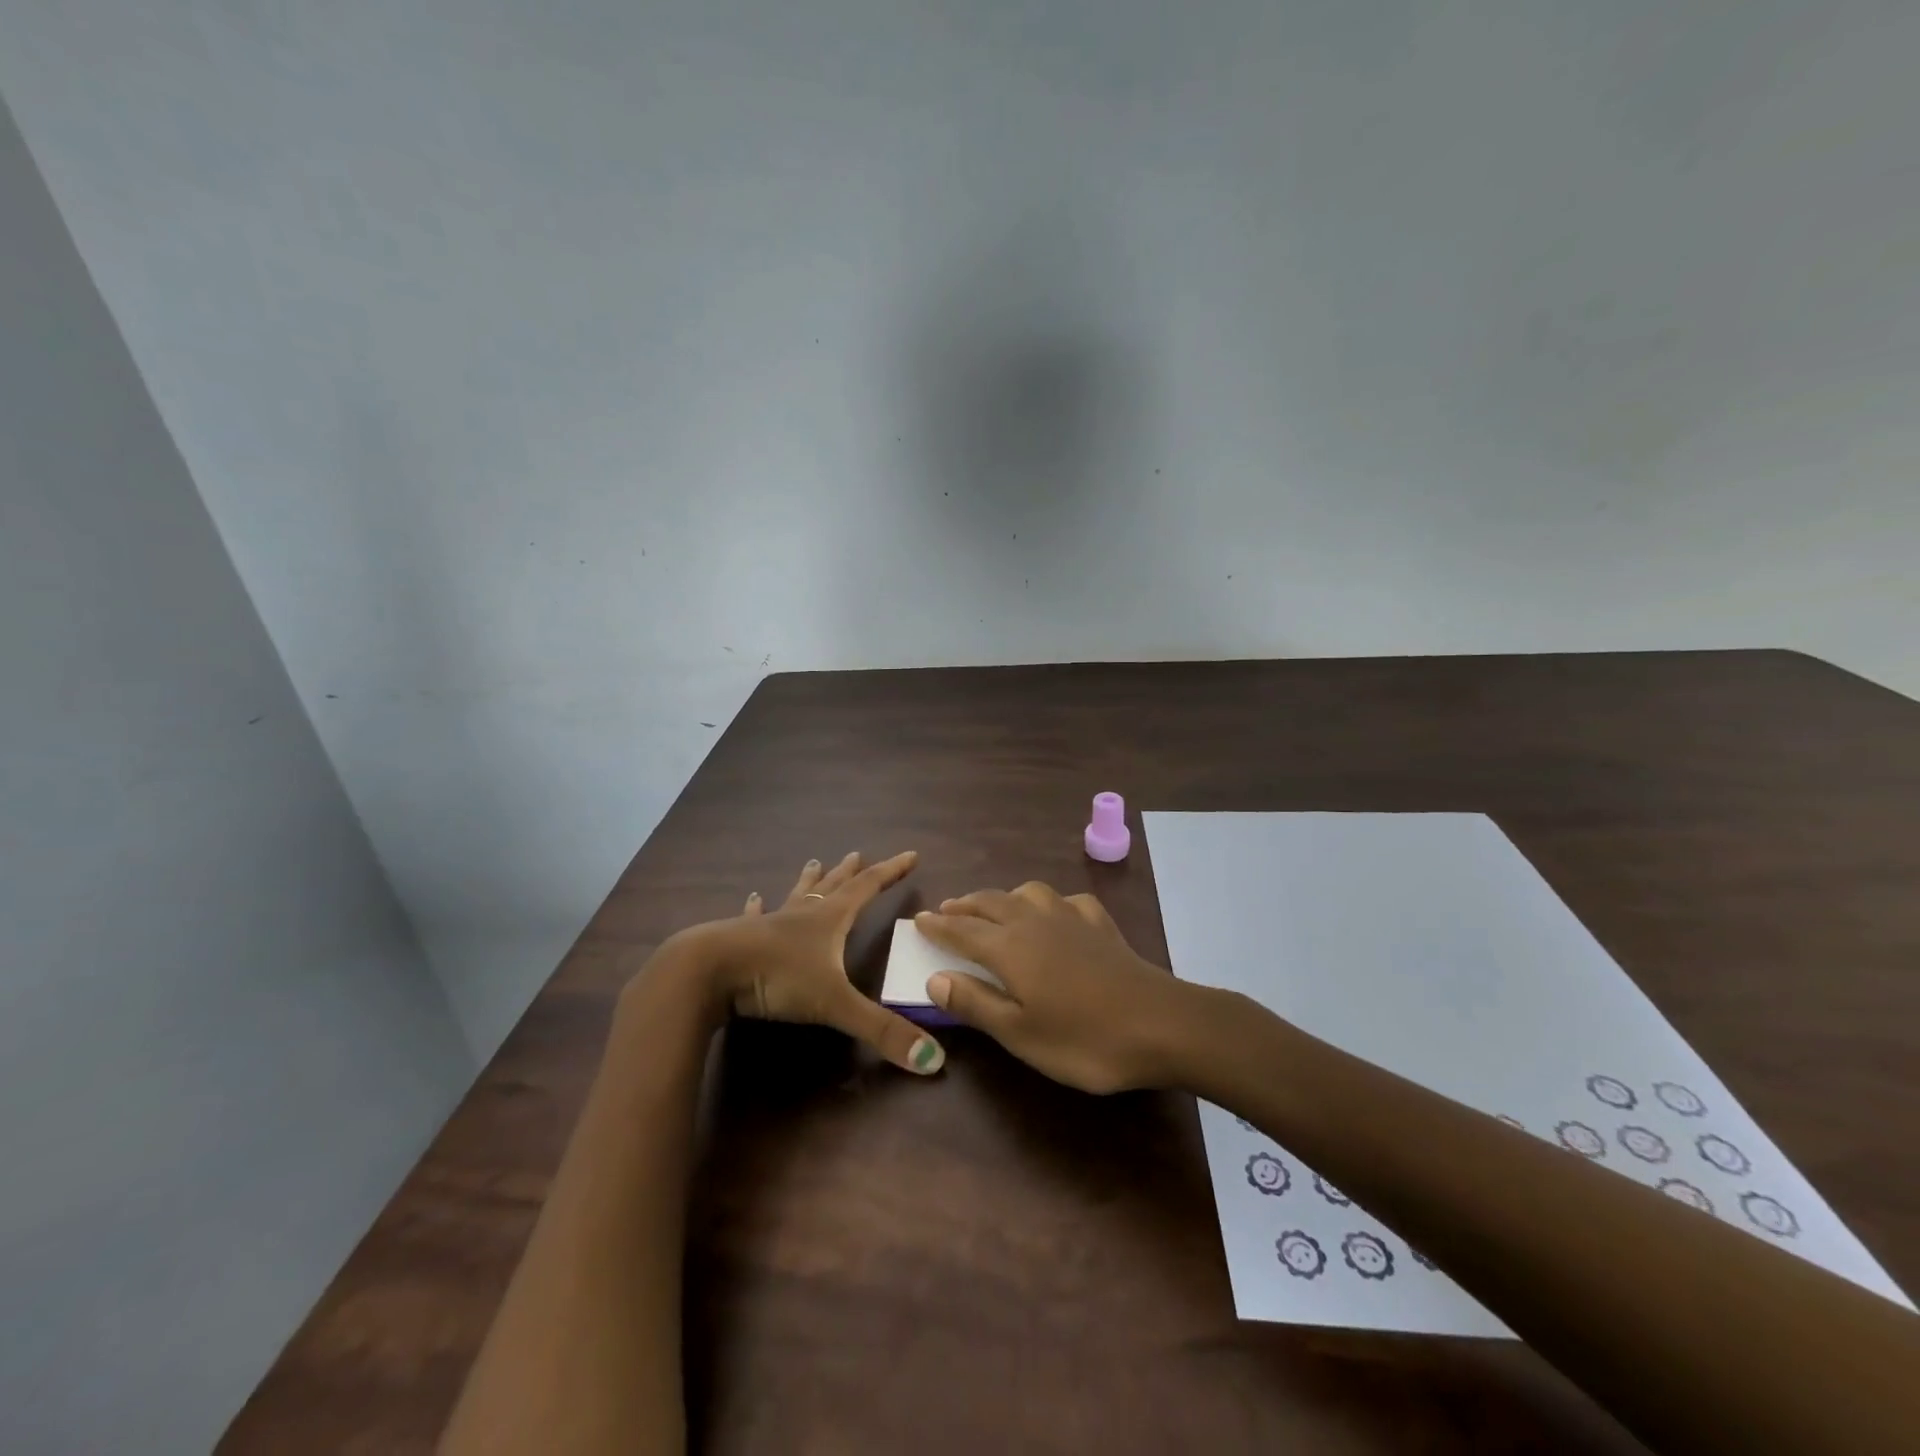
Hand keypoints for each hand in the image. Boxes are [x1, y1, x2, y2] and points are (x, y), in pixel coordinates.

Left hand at [676, 851, 944, 1074]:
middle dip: (850, 872)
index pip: (868, 888)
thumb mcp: (835, 1005)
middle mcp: (802, 915)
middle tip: (858, 854)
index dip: (891, 872)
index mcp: (829, 920)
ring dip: (809, 881)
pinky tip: (753, 898)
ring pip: (796, 896)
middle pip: (833, 886)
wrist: (708, 971)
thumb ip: (882, 1030)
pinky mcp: (740, 938)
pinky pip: (754, 917)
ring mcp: (769, 924)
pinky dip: (758, 907)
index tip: (911, 855)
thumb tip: (934, 1061)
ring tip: (814, 862)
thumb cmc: (777, 977)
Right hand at [913, 882, 1198, 1093]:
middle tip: (947, 910)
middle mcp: (1034, 922)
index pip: (963, 931)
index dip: (938, 926)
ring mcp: (1071, 918)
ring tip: (994, 907)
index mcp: (1009, 948)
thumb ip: (975, 1004)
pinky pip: (1066, 900)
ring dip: (1003, 896)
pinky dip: (1049, 902)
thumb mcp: (1020, 1033)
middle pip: (990, 903)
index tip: (918, 920)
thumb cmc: (1083, 1039)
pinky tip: (1054, 914)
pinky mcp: (1100, 924)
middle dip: (964, 906)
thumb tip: (934, 978)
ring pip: (1027, 892)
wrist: (1160, 1023)